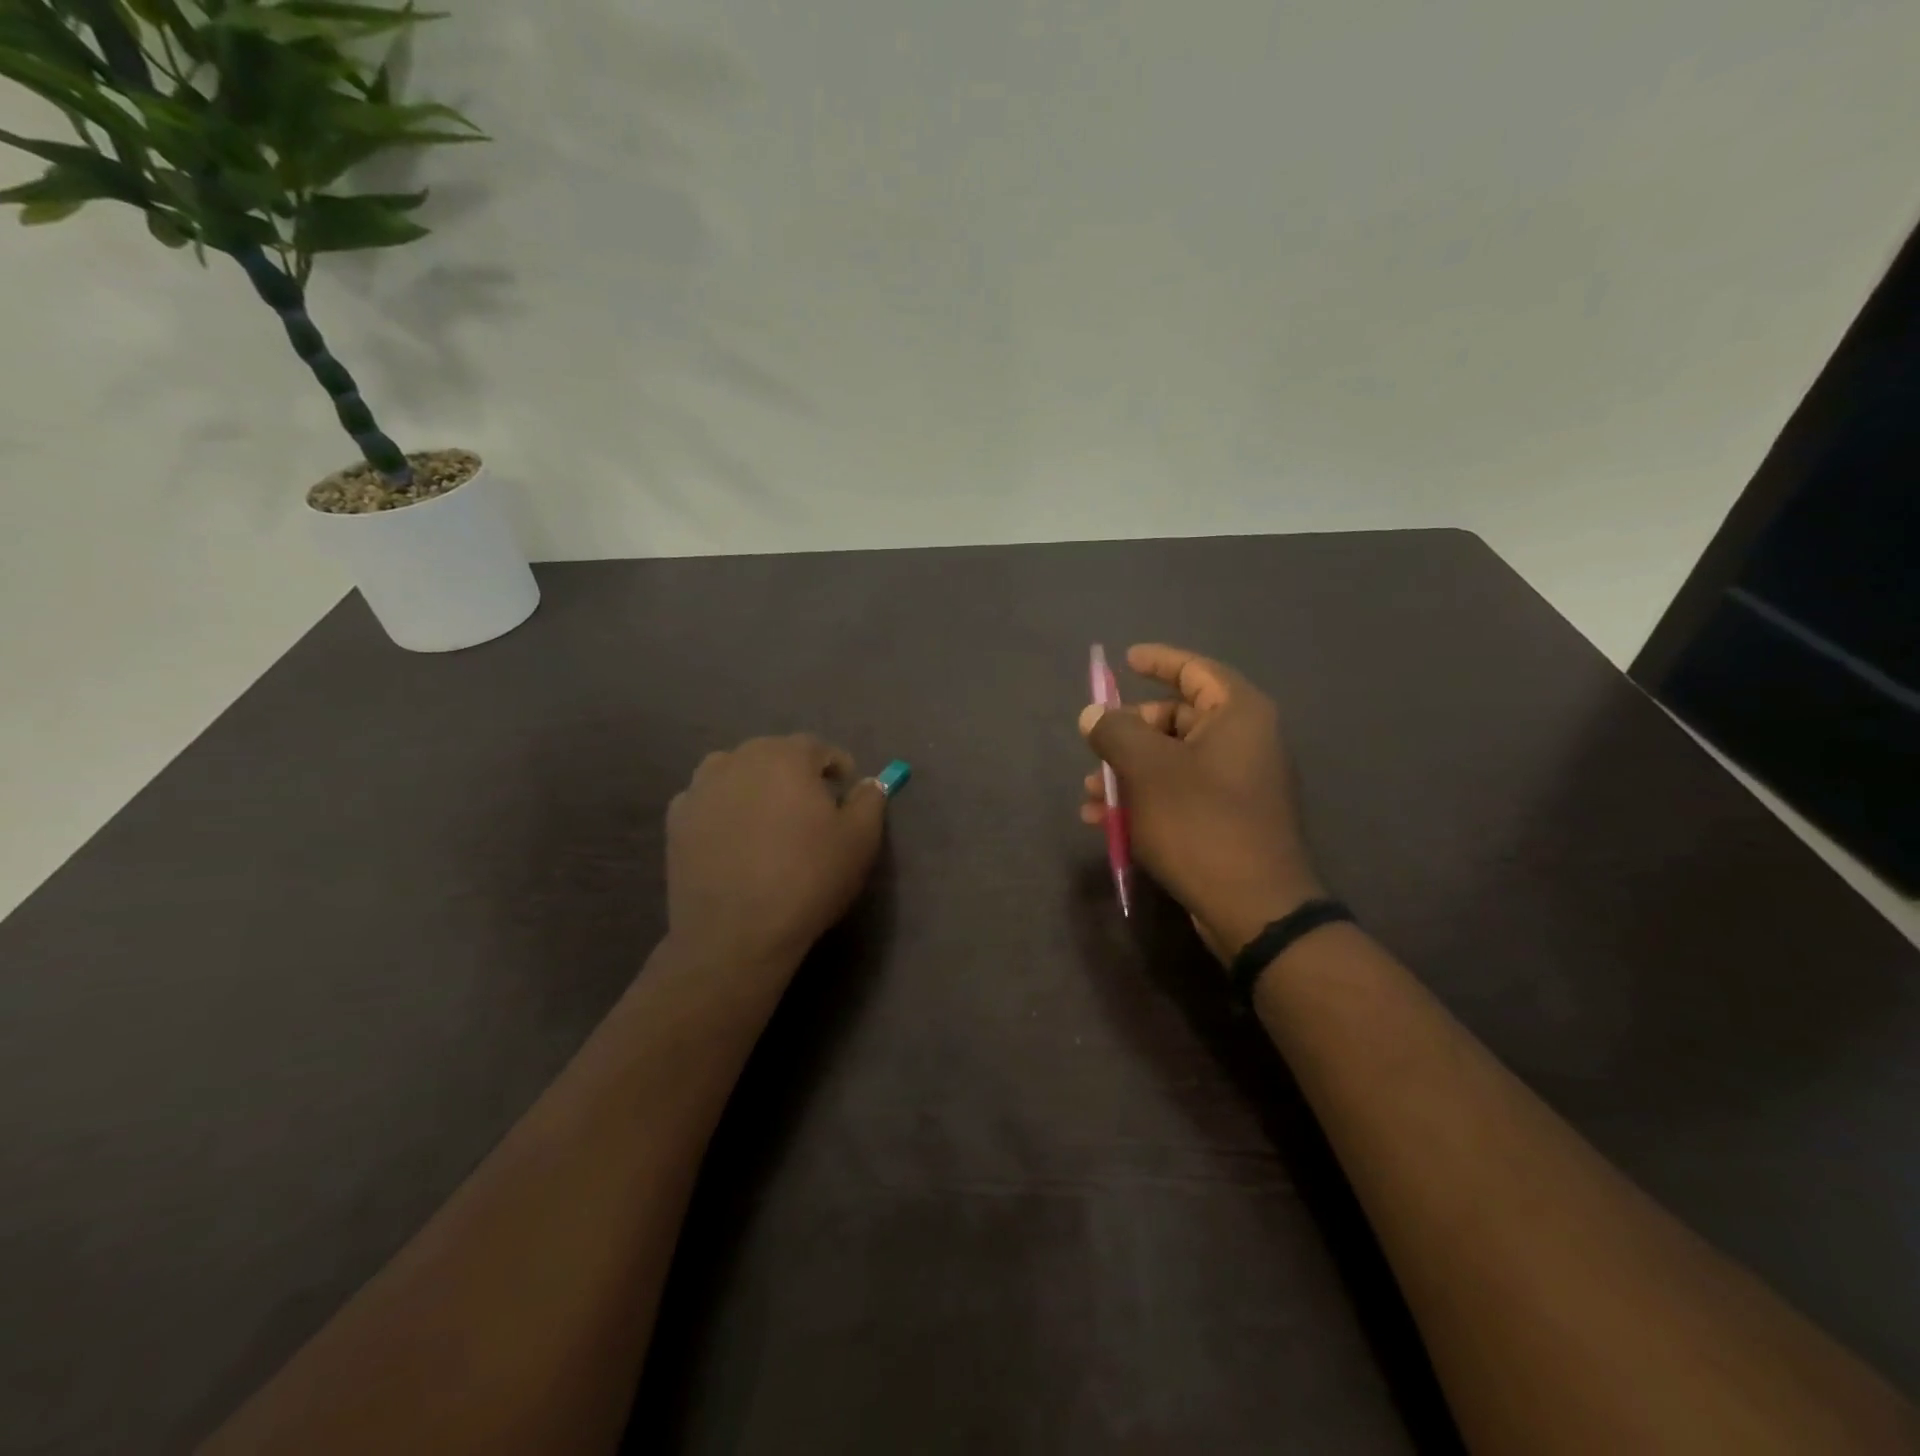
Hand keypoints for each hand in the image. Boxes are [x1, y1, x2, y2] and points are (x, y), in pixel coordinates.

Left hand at [667, 735, 886, 980]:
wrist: (735, 933)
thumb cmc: (807, 879)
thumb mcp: (860, 840)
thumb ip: (870, 800)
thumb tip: (868, 782)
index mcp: (786, 757)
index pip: (817, 748)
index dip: (835, 767)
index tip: (844, 791)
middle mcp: (739, 760)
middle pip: (773, 755)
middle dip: (794, 774)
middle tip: (809, 809)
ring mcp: (701, 788)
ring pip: (736, 772)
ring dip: (755, 786)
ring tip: (767, 820)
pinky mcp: (676, 820)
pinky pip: (708, 801)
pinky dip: (724, 809)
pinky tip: (733, 839)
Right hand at [1079, 644, 1322, 959]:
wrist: (1253, 907)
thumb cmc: (1199, 822)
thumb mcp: (1146, 769)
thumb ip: (1114, 732)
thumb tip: (1093, 714)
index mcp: (1237, 715)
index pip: (1195, 670)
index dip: (1158, 661)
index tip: (1125, 660)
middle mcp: (1245, 741)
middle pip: (1176, 718)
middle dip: (1128, 734)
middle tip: (1095, 748)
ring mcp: (1238, 782)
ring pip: (1171, 760)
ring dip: (1128, 773)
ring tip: (1091, 797)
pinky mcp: (1228, 818)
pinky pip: (1179, 792)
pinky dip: (1145, 799)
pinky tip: (1107, 823)